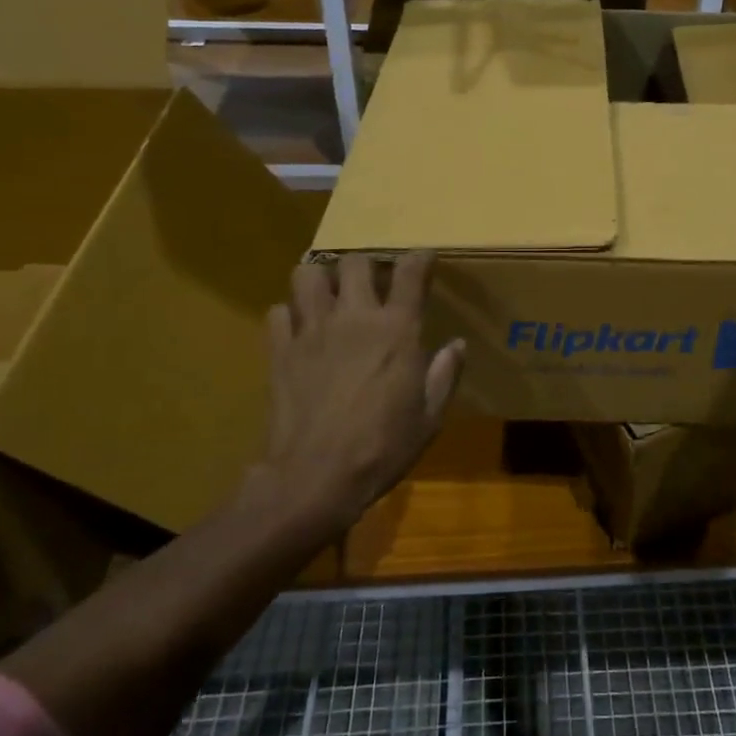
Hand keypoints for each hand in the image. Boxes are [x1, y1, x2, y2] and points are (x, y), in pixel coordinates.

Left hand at [255, 252, 464, 538]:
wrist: (315, 477)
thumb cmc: (382, 448)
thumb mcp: (429, 417)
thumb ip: (445, 375)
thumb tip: (457, 344)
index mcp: (396, 330)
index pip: (411, 272)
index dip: (419, 258)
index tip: (423, 258)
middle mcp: (354, 317)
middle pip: (354, 262)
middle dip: (365, 265)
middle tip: (371, 282)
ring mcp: (312, 330)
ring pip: (307, 275)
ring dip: (320, 280)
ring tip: (328, 296)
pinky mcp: (280, 350)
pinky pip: (278, 313)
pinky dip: (289, 316)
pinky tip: (299, 332)